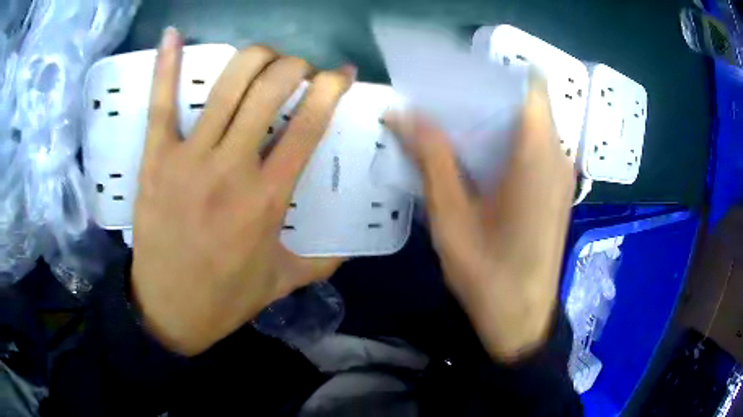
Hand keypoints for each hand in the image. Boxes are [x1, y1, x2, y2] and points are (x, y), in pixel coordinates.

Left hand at [131, 28, 352, 355]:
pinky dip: (166, 66)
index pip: (310, 124)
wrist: (169, 311)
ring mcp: (188, 159)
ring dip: (254, 58)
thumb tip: (353, 247)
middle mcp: (231, 168)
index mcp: (268, 199)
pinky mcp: (156, 160)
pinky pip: (160, 104)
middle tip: (297, 71)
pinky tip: (173, 35)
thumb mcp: (283, 280)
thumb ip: (323, 261)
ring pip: (226, 85)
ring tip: (264, 58)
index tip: (341, 73)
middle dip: (294, 66)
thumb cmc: (226, 297)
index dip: (331, 88)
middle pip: (270, 90)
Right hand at [384, 79, 574, 361]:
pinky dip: (505, 140)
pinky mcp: (556, 189)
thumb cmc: (489, 275)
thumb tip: (402, 113)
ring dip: (493, 118)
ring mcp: (561, 173)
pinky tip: (475, 156)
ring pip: (529, 124)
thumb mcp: (452, 218)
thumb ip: (432, 159)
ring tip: (450, 123)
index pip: (529, 84)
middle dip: (485, 94)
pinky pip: (533, 147)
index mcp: (538, 154)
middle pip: (526, 102)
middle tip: (440, 99)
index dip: (495, 72)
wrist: (523, 319)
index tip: (458, 76)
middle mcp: (557, 155)